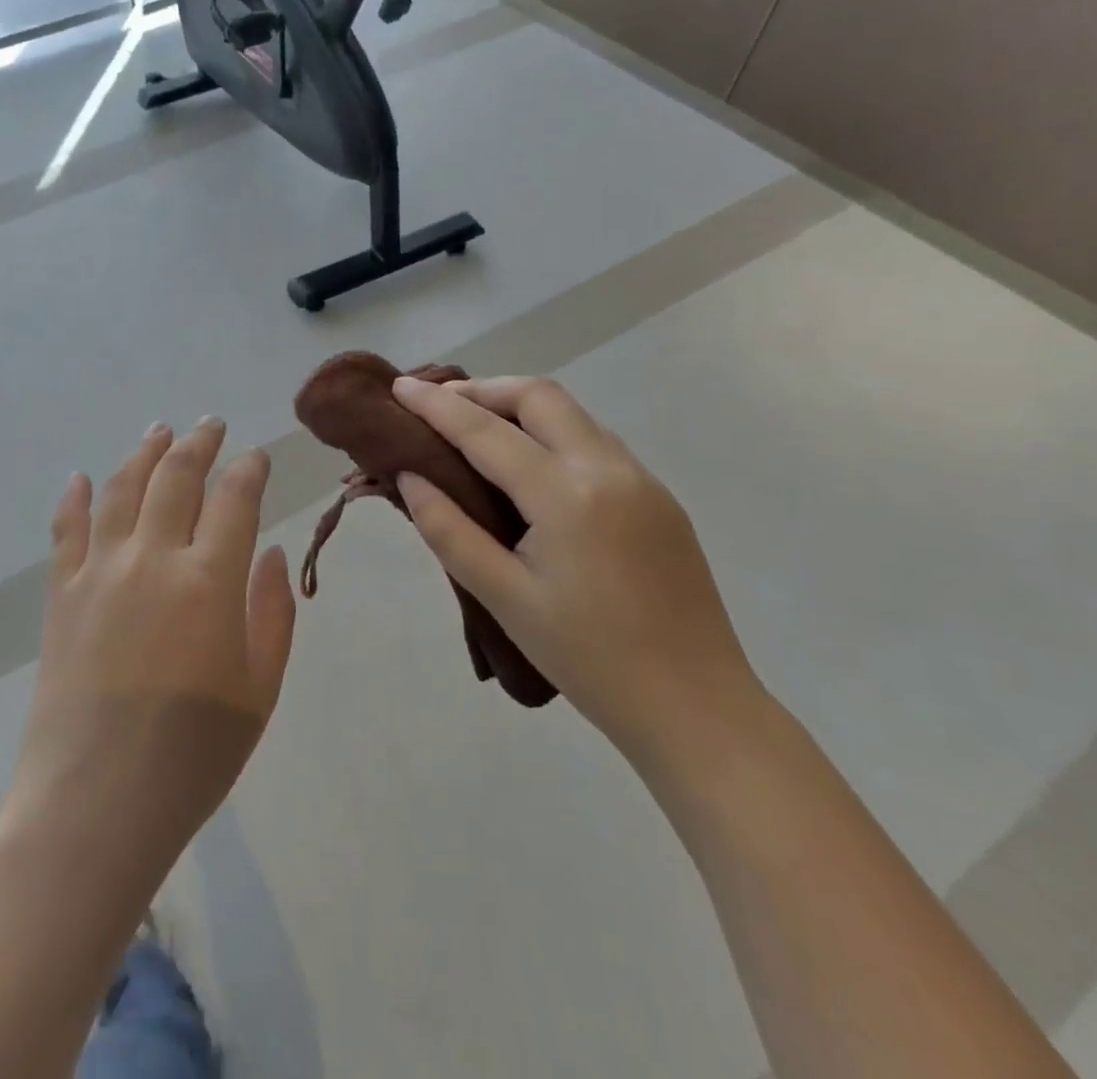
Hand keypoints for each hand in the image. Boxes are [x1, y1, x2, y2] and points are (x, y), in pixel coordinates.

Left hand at [6, 418, 295, 872]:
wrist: (94, 805)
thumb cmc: (192, 756)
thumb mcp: (259, 691)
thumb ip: (271, 612)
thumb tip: (267, 551)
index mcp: (209, 581)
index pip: (234, 498)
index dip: (249, 469)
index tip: (257, 456)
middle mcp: (152, 558)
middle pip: (176, 477)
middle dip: (199, 443)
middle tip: (211, 424)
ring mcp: (99, 571)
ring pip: (123, 488)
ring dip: (144, 453)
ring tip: (159, 430)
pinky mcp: (62, 594)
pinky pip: (67, 530)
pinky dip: (77, 498)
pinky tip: (82, 478)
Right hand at [392, 375, 762, 767]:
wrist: (697, 708)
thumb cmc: (588, 659)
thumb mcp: (503, 598)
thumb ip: (449, 530)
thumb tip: (411, 476)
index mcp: (566, 495)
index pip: (486, 431)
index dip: (436, 405)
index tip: (399, 387)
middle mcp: (608, 468)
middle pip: (538, 396)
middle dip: (483, 389)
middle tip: (438, 405)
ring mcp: (642, 479)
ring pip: (572, 413)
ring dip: (519, 406)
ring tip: (476, 426)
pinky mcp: (658, 497)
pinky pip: (595, 440)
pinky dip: (551, 431)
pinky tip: (530, 464)